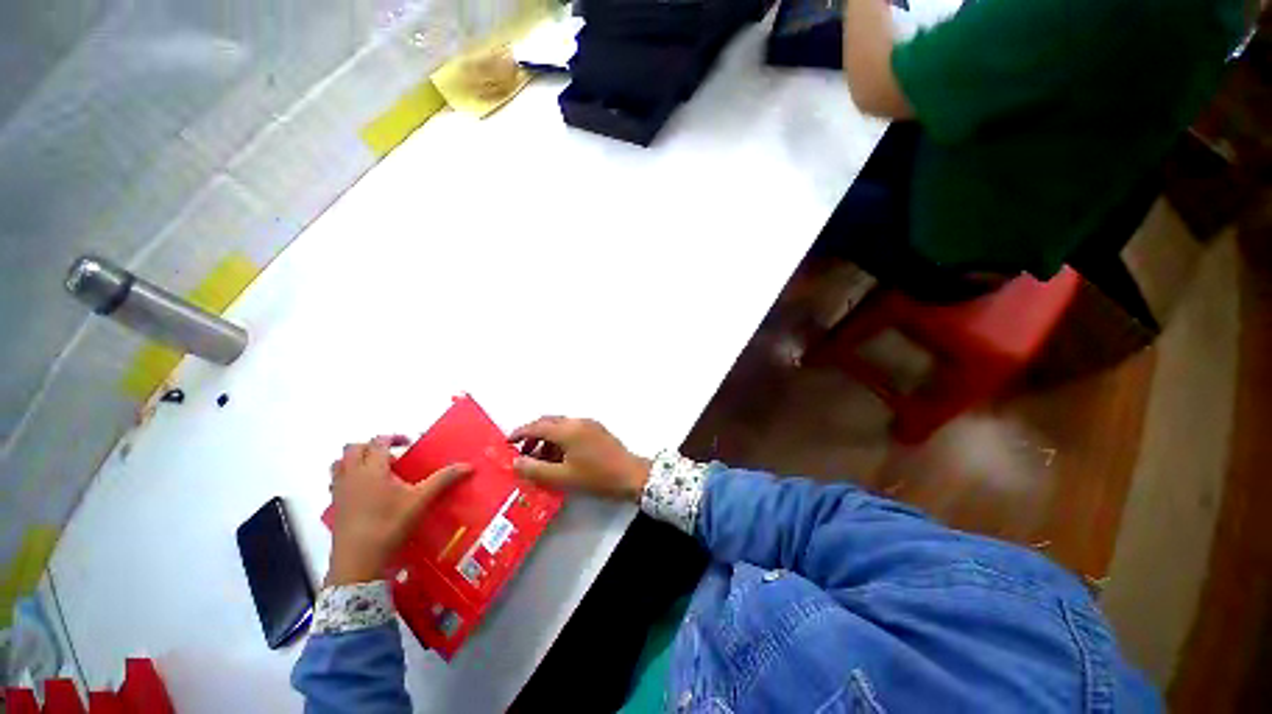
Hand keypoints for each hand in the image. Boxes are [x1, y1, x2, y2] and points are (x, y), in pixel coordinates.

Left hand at [326, 435, 470, 586]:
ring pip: (339, 464)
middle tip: (392, 455)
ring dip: (355, 460)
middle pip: (353, 448)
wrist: (358, 560)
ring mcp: (340, 491)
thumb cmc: (390, 524)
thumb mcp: (421, 500)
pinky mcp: (335, 506)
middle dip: (371, 446)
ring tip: (375, 469)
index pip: (378, 442)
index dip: (393, 437)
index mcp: (372, 469)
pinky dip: (348, 478)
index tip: (408, 442)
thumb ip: (444, 480)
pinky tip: (364, 491)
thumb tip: (469, 466)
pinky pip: (336, 482)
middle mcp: (352, 475)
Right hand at [509, 417, 650, 502]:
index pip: (537, 426)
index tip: (507, 442)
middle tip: (523, 453)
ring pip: (561, 426)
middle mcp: (577, 421)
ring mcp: (589, 424)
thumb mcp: (562, 477)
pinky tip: (559, 458)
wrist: (630, 475)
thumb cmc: (595, 477)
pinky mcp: (597, 430)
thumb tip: (515, 462)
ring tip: (540, 460)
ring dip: (547, 438)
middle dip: (533, 435)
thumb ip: (535, 469)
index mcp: (567, 429)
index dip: (520, 433)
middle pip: (549, 422)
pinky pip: (572, 429)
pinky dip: (560, 439)